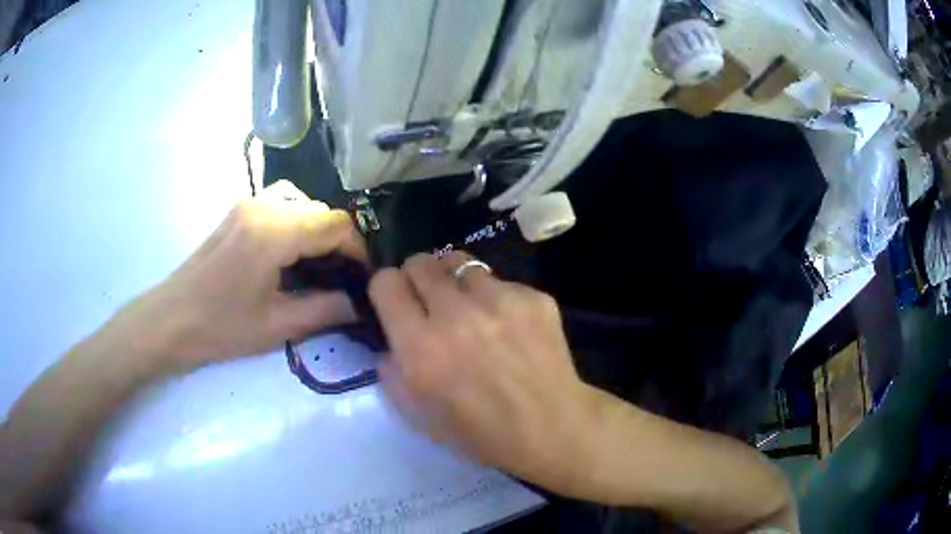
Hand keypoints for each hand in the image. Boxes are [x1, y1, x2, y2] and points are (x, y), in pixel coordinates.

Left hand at [117, 180, 366, 373]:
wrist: (172, 319)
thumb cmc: (221, 327)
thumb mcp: (277, 326)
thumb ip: (325, 310)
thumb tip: (359, 304)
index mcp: (273, 232)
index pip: (335, 224)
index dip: (357, 248)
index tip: (362, 277)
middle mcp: (263, 206)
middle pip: (320, 209)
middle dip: (339, 239)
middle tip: (341, 276)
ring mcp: (247, 204)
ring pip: (301, 200)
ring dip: (317, 227)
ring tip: (318, 261)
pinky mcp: (237, 211)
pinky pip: (280, 202)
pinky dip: (296, 219)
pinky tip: (290, 249)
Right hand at [368, 252, 597, 491]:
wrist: (551, 428)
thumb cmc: (482, 433)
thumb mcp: (420, 417)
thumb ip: (394, 375)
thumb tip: (391, 345)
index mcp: (421, 345)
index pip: (386, 282)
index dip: (387, 290)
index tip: (396, 302)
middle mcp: (456, 313)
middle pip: (421, 262)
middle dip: (418, 278)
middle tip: (430, 300)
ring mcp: (499, 299)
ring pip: (460, 262)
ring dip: (457, 282)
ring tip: (471, 307)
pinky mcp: (533, 296)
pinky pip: (501, 281)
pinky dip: (497, 297)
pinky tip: (511, 326)